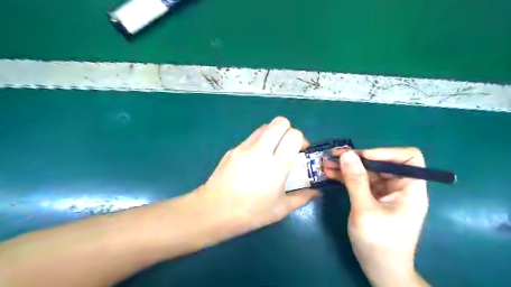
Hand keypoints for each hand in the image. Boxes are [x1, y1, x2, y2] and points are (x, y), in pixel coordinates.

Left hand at [195, 117, 317, 237]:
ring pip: (264, 127)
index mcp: (276, 165)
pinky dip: (258, 143)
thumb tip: (316, 192)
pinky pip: (251, 138)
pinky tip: (254, 161)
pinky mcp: (232, 149)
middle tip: (287, 147)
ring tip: (271, 152)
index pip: (294, 135)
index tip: (299, 151)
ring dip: (273, 135)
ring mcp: (244, 147)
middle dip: (288, 130)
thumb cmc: (250, 213)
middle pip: (279, 122)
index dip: (300, 139)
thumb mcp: (280, 209)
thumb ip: (302, 198)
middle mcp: (261, 150)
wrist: (214, 211)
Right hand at [325, 148, 427, 286]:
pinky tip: (330, 173)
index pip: (408, 158)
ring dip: (347, 166)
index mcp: (410, 188)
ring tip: (326, 162)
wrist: (380, 270)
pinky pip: (359, 182)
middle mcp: (399, 187)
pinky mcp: (372, 198)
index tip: (361, 157)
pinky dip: (345, 177)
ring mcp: (384, 192)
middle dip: (356, 158)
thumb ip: (356, 181)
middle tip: (333, 156)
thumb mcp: (365, 210)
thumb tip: (346, 154)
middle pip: (381, 162)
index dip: (386, 152)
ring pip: (367, 171)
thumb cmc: (379, 242)